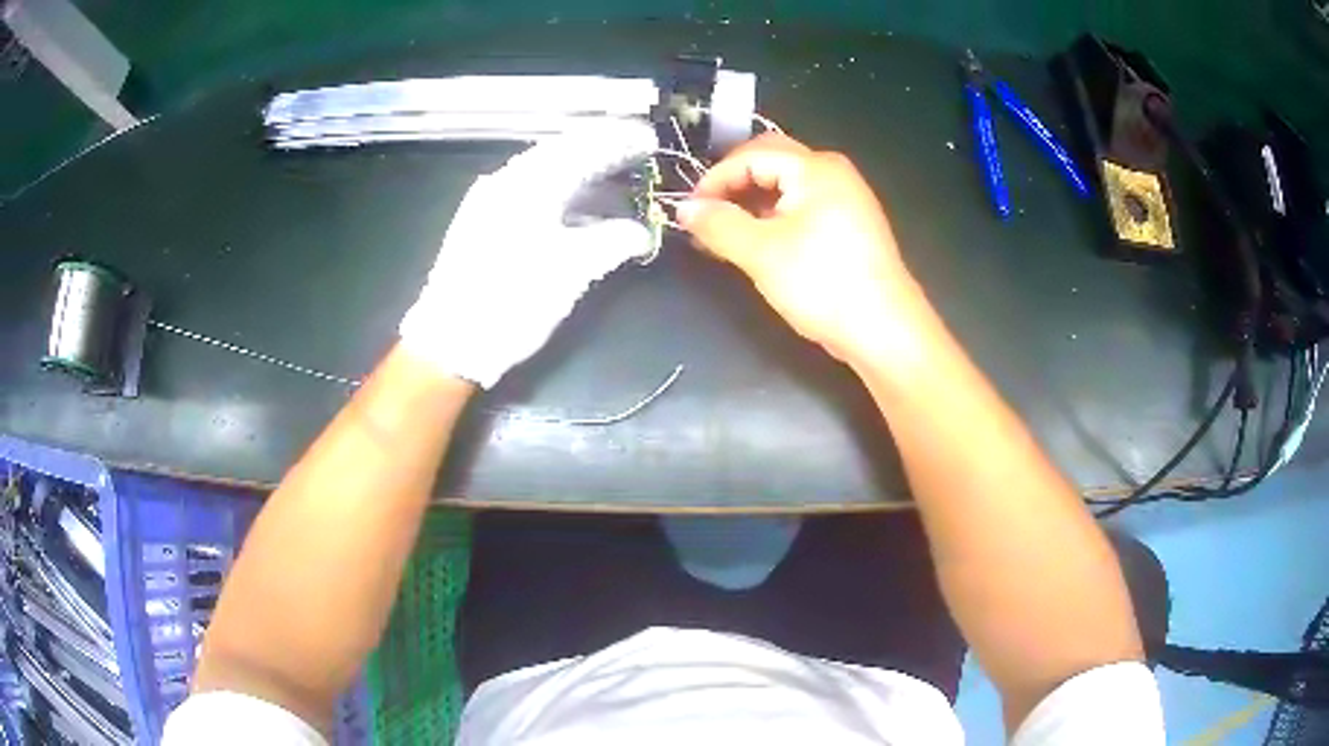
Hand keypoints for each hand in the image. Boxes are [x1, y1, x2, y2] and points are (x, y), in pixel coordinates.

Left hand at [400, 120, 656, 387]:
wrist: (450, 342)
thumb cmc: (512, 301)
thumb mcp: (572, 271)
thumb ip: (613, 241)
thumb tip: (641, 232)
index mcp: (528, 184)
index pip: (582, 146)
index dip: (619, 139)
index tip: (649, 138)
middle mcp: (506, 181)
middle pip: (561, 153)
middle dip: (601, 151)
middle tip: (636, 153)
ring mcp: (489, 201)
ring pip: (545, 174)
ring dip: (582, 174)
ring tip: (617, 182)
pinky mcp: (482, 223)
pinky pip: (531, 194)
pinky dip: (561, 195)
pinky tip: (580, 211)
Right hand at [679, 134, 924, 366]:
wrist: (885, 330)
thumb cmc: (824, 284)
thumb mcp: (762, 254)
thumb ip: (718, 225)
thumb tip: (684, 210)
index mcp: (815, 168)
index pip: (751, 155)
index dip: (714, 179)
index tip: (689, 212)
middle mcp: (833, 172)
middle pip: (770, 160)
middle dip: (733, 184)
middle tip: (705, 215)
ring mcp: (845, 197)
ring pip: (786, 185)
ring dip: (751, 202)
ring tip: (723, 233)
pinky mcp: (849, 223)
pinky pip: (802, 205)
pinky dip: (774, 216)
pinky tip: (755, 242)